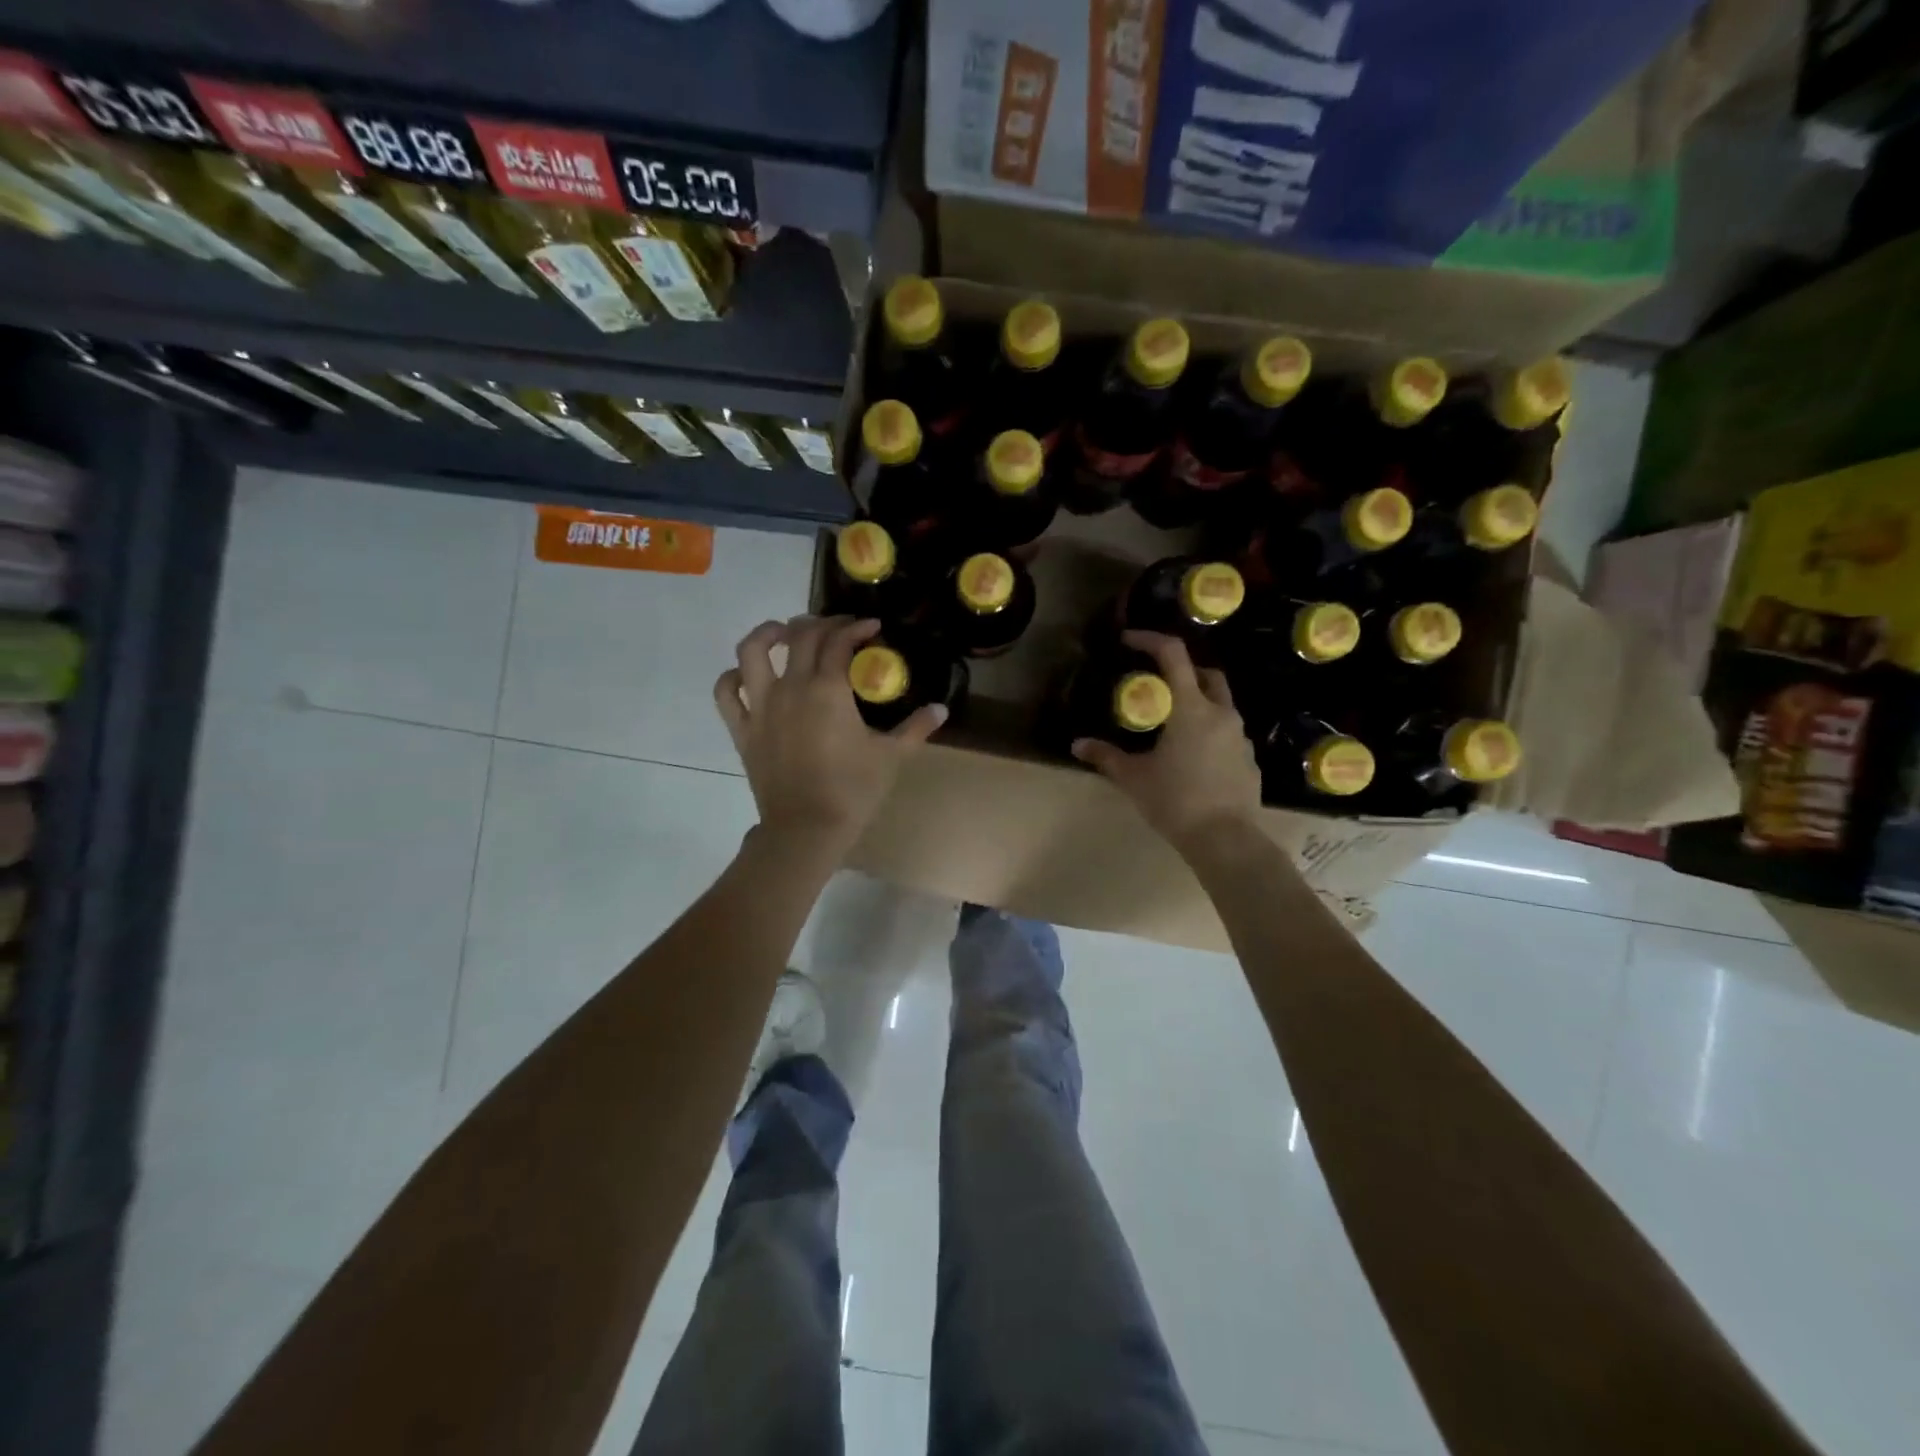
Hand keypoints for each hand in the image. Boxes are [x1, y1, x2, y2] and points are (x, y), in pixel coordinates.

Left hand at [715, 615, 945, 860]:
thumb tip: (941, 709)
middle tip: (839, 630)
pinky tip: (747, 675)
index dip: (857, 628)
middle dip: (822, 624)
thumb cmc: (853, 791)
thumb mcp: (891, 756)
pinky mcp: (743, 729)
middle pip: (801, 636)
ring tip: (784, 632)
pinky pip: (727, 693)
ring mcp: (761, 706)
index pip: (840, 641)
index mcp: (828, 689)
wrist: (807, 829)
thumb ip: (916, 728)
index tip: (873, 627)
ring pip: (753, 651)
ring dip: (769, 633)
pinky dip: (733, 676)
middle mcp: (791, 687)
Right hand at [1071, 631, 1262, 852]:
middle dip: (1183, 670)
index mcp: (1192, 708)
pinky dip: (1209, 732)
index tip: (1129, 641)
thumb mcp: (1134, 778)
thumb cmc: (1176, 801)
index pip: (1173, 655)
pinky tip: (1192, 757)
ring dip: (1198, 702)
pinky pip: (1228, 733)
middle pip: (1207, 674)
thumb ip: (1106, 756)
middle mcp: (1221, 713)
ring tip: (1172, 724)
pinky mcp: (1249, 760)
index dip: (1150, 640)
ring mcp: (1240, 737)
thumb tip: (1078, 745)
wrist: (1226, 840)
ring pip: (1220, 704)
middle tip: (1159, 684)